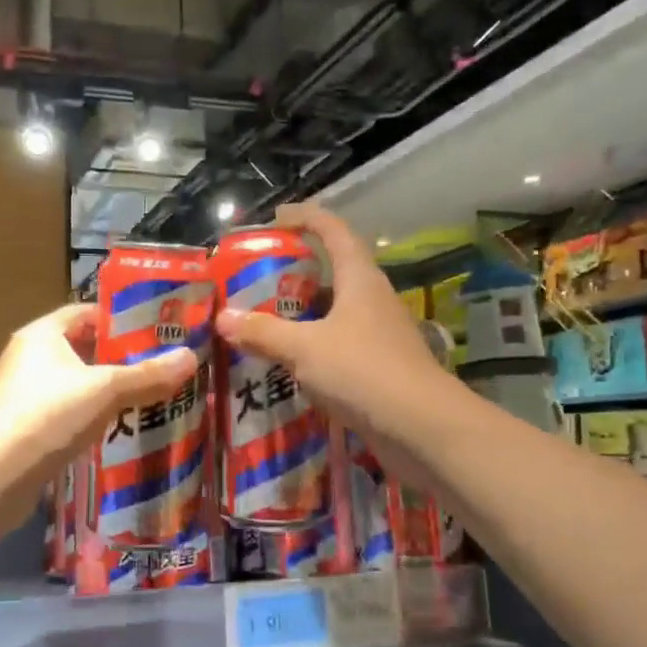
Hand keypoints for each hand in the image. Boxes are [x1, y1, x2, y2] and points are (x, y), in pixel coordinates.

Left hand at [0, 303, 196, 505]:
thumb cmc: (45, 417)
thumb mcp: (103, 391)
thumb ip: (146, 375)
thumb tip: (190, 356)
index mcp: (42, 335)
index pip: (86, 313)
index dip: (121, 319)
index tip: (157, 331)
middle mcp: (30, 358)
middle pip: (84, 349)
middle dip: (121, 359)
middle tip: (163, 367)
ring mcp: (25, 395)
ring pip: (77, 385)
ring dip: (108, 392)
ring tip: (151, 398)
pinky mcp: (26, 428)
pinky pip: (68, 414)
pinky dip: (92, 417)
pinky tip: (119, 430)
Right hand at [215, 203, 456, 481]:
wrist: (422, 429)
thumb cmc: (364, 372)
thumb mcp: (304, 349)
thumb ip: (263, 333)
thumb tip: (223, 318)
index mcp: (360, 280)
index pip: (334, 231)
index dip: (307, 217)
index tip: (276, 218)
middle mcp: (372, 300)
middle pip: (335, 271)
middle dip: (297, 270)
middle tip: (258, 277)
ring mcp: (379, 335)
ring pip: (336, 311)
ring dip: (303, 312)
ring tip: (263, 319)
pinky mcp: (379, 367)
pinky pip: (338, 345)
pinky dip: (312, 346)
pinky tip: (288, 363)